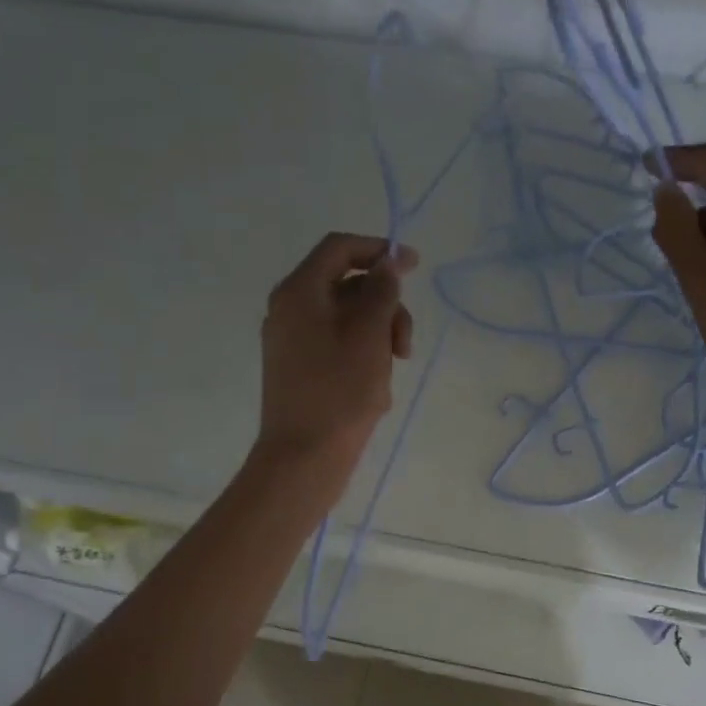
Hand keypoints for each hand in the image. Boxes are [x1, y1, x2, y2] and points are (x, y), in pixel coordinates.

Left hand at [256, 232, 418, 474]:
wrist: (304, 457)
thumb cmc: (339, 392)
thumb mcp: (369, 334)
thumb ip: (381, 291)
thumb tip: (388, 263)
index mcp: (299, 292)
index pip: (339, 248)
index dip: (379, 249)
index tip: (415, 266)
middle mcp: (290, 310)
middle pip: (347, 285)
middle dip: (384, 306)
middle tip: (405, 344)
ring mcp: (292, 341)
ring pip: (347, 318)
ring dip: (379, 335)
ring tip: (392, 370)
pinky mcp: (300, 369)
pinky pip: (338, 345)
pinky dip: (363, 355)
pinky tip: (375, 387)